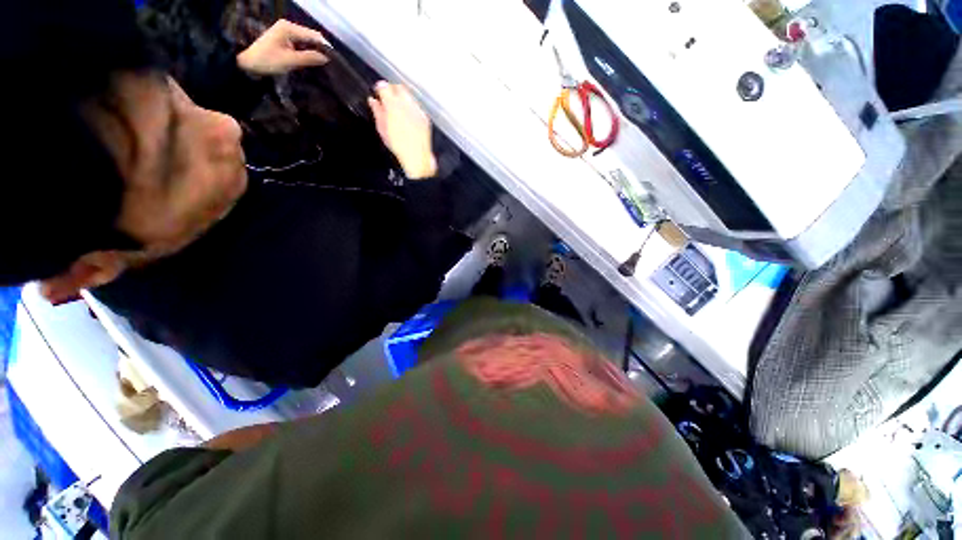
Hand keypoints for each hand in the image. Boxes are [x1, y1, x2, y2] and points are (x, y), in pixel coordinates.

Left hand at [236, 20, 328, 76]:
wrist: (247, 63)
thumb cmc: (267, 61)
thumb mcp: (290, 61)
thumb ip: (309, 58)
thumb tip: (326, 58)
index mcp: (289, 28)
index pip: (314, 35)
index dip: (325, 47)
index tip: (335, 61)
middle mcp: (288, 27)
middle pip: (311, 37)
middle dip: (320, 49)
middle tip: (330, 64)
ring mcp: (286, 32)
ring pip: (307, 41)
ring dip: (314, 52)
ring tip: (323, 64)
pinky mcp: (284, 39)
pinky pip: (301, 44)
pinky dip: (307, 52)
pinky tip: (312, 61)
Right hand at [368, 82, 437, 179]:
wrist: (416, 156)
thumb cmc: (398, 145)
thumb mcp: (382, 129)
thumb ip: (377, 112)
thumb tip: (373, 102)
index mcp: (392, 105)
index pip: (384, 86)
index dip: (379, 88)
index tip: (378, 91)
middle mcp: (406, 104)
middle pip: (398, 87)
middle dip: (392, 90)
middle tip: (388, 98)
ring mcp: (417, 110)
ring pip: (409, 95)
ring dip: (402, 98)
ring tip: (398, 110)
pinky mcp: (425, 117)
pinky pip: (417, 106)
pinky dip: (411, 108)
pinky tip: (408, 118)